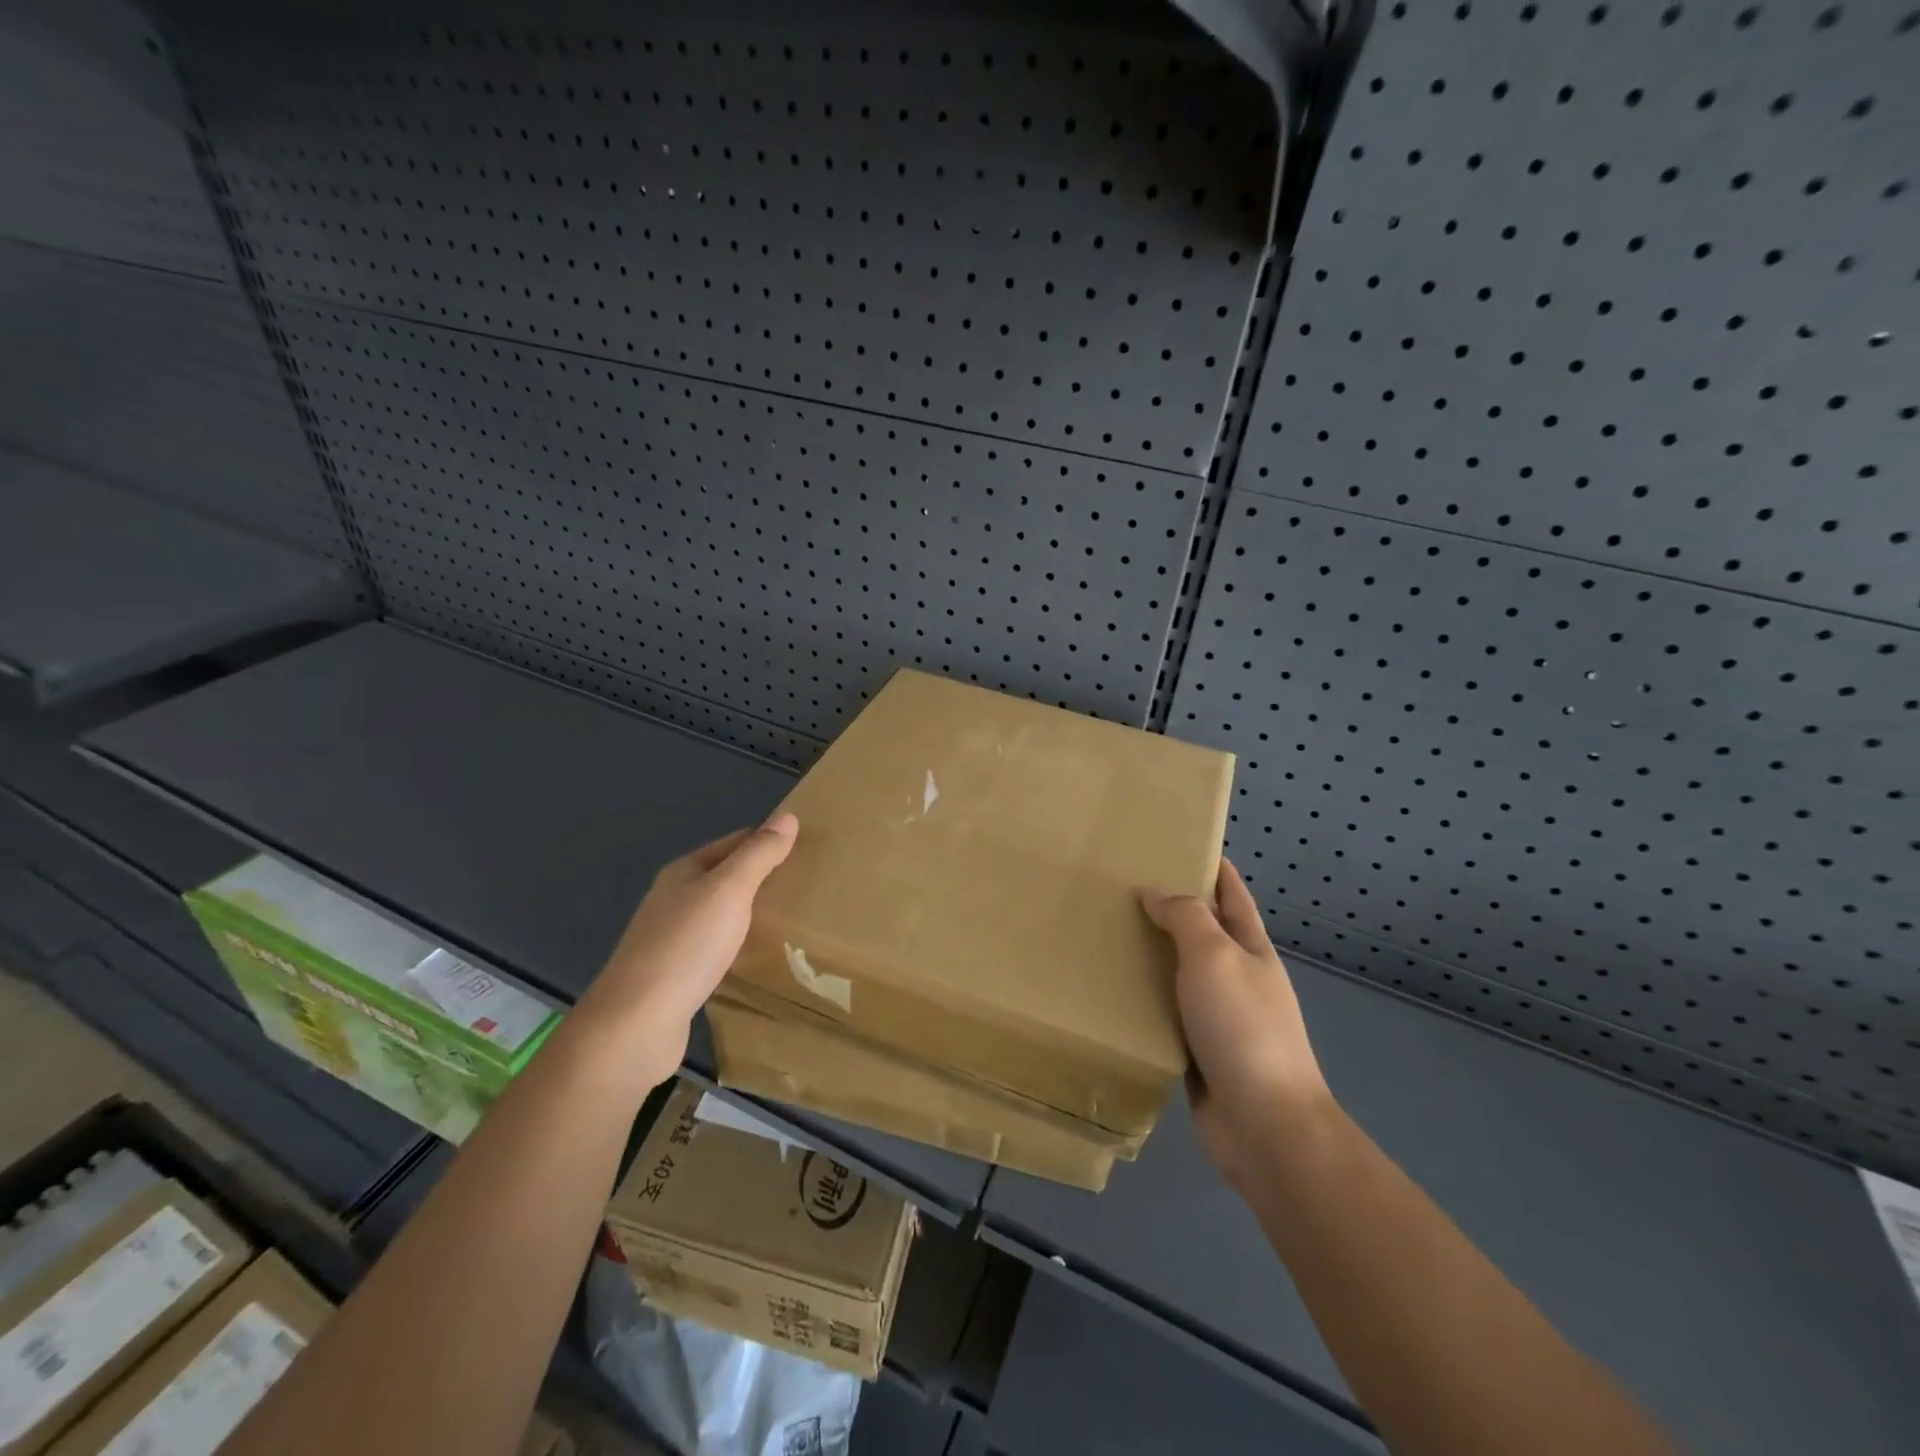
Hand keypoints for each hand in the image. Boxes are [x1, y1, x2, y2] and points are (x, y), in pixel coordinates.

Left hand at [579, 813, 797, 1085]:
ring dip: (751, 916)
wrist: (636, 1024)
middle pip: (726, 879)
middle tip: (808, 889)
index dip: (768, 843)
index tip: (808, 852)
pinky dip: (739, 948)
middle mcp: (674, 901)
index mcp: (683, 873)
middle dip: (763, 880)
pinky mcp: (676, 977)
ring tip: (792, 923)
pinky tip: (757, 960)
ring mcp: (671, 940)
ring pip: (721, 916)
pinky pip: (716, 951)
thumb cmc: (686, 947)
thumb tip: (788, 816)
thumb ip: (759, 855)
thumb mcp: (729, 890)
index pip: (735, 843)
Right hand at [1141, 860, 1331, 1189]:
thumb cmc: (1243, 1027)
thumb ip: (1185, 918)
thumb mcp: (1215, 956)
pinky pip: (1163, 1014)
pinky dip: (1141, 999)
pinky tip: (1109, 991)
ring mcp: (1217, 1018)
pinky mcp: (1195, 1052)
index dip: (1213, 867)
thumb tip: (1154, 892)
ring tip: (1105, 932)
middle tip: (1119, 886)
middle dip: (1169, 908)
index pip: (1232, 895)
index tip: (1179, 843)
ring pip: (1177, 974)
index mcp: (1251, 948)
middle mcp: (1235, 978)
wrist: (1265, 1125)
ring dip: (1149, 955)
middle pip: (1201, 932)